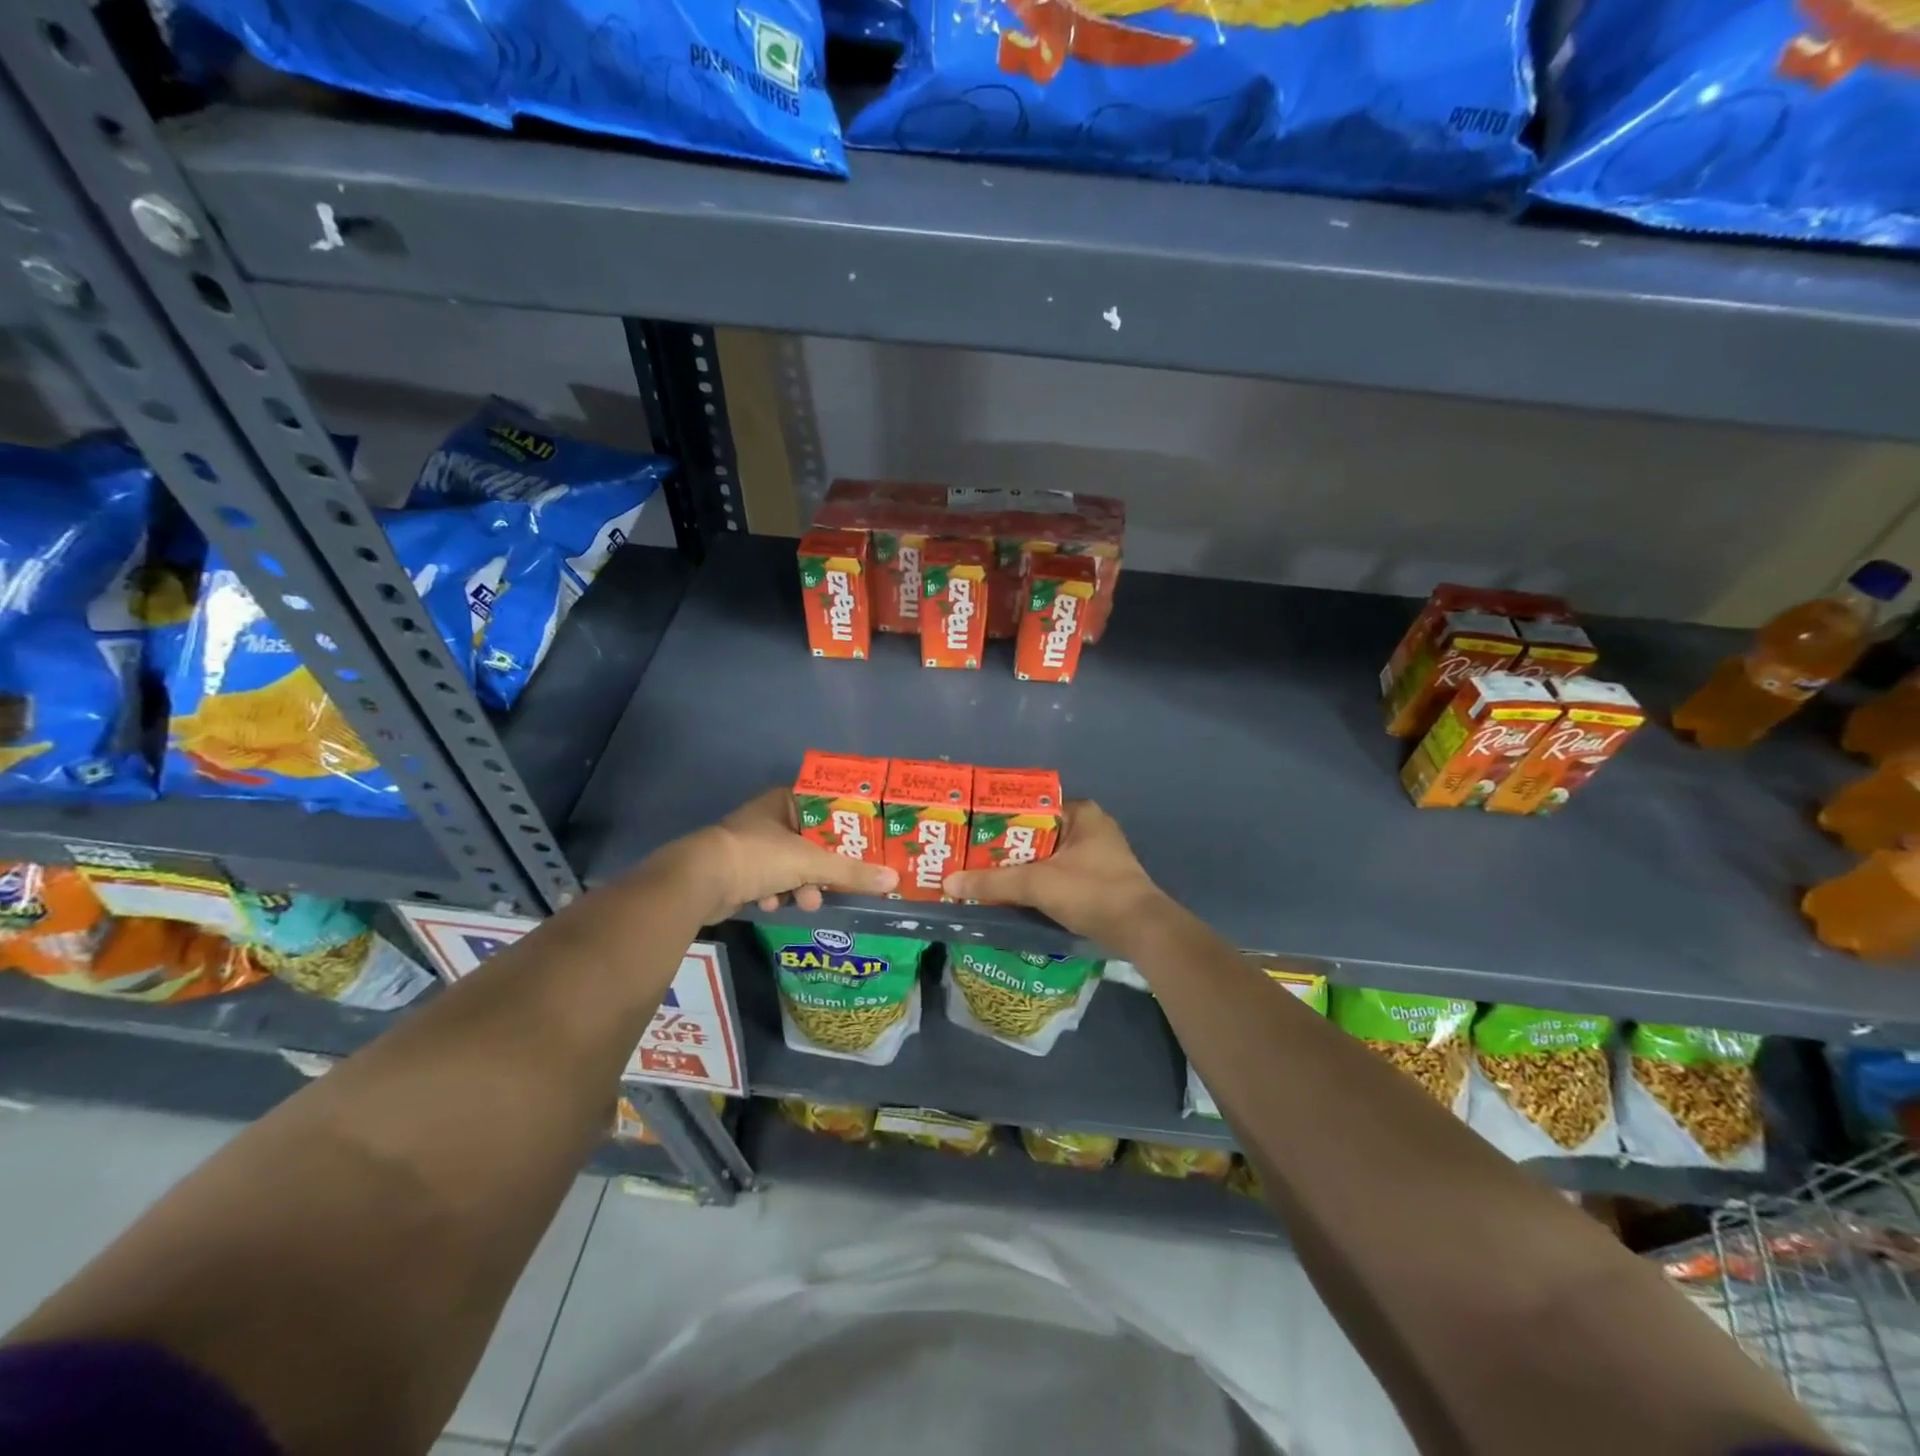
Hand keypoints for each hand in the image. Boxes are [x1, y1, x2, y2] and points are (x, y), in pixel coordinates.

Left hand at [674, 787, 896, 923]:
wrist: (700, 882)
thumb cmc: (758, 856)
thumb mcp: (810, 863)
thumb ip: (851, 871)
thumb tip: (893, 879)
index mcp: (784, 802)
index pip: (825, 806)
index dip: (846, 824)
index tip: (866, 842)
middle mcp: (768, 819)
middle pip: (811, 840)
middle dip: (825, 866)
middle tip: (841, 880)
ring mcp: (751, 845)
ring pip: (791, 864)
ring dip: (802, 885)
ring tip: (807, 902)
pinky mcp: (738, 871)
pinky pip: (770, 881)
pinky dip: (776, 893)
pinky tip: (775, 904)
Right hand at [943, 800, 1168, 943]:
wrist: (1141, 930)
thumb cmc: (1090, 891)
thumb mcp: (1036, 883)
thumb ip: (992, 882)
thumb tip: (949, 883)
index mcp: (1080, 812)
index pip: (1031, 807)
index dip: (1000, 819)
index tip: (972, 831)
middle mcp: (1091, 827)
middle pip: (1037, 833)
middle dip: (1007, 846)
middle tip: (972, 856)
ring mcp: (1099, 854)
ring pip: (1048, 856)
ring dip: (1022, 866)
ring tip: (985, 875)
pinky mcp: (1100, 879)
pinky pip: (1060, 873)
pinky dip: (1039, 881)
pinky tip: (1015, 893)